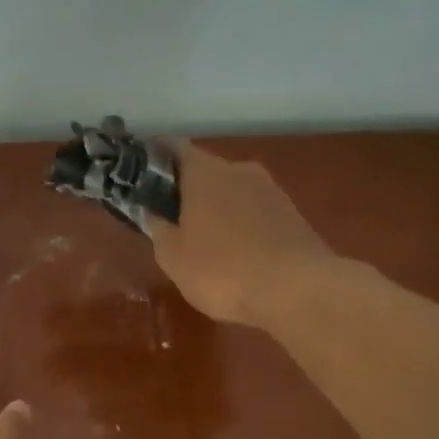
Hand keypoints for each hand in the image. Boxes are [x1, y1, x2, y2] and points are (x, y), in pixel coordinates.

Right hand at [148, 140, 333, 327]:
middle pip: (205, 170)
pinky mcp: (292, 215)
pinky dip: (241, 225)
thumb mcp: (173, 257)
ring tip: (204, 239)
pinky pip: (255, 212)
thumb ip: (159, 229)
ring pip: (233, 191)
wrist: (298, 290)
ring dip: (217, 208)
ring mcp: (271, 190)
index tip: (140, 172)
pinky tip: (236, 252)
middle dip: (186, 189)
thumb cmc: (222, 270)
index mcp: (205, 173)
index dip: (155, 156)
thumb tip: (154, 213)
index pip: (174, 148)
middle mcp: (239, 170)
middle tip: (170, 216)